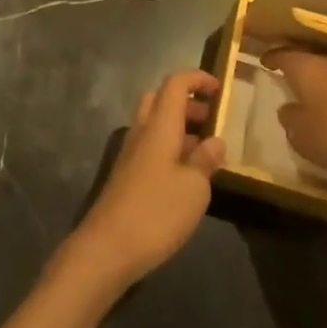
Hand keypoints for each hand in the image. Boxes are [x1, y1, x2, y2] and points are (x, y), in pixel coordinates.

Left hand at [68, 70, 225, 289]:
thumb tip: (216, 141)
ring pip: (155, 124)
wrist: (107, 249)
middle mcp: (142, 131)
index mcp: (160, 125)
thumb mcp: (194, 187)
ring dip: (180, 127)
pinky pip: (151, 147)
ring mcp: (131, 154)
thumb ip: (206, 160)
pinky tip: (186, 176)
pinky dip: (170, 148)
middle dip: (188, 102)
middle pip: (161, 99)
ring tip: (206, 150)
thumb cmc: (156, 211)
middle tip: (212, 119)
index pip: (176, 84)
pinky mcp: (127, 176)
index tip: (220, 88)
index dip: (197, 79)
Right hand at [264, 49, 326, 194]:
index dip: (273, 58)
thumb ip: (290, 119)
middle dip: (305, 72)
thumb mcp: (301, 134)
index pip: (284, 56)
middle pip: (313, 62)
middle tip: (296, 83)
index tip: (265, 61)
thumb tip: (287, 109)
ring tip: (325, 102)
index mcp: (307, 68)